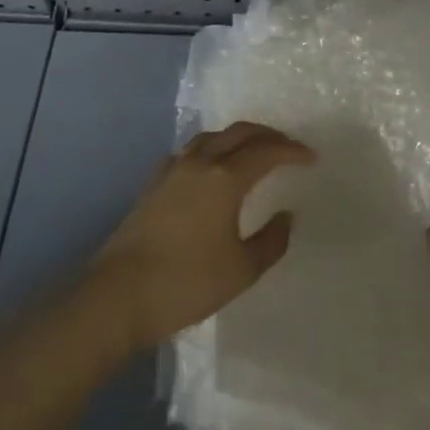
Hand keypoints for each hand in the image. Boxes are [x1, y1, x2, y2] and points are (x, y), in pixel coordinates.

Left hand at [90, 121, 314, 349]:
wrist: (118, 296)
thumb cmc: (186, 283)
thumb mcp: (241, 270)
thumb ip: (271, 241)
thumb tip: (286, 216)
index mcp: (226, 178)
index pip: (267, 151)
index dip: (292, 150)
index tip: (311, 157)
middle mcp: (201, 162)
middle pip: (240, 133)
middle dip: (268, 135)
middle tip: (288, 147)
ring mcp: (173, 169)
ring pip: (213, 136)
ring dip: (238, 137)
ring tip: (253, 150)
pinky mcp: (154, 183)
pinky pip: (191, 150)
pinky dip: (211, 148)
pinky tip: (211, 167)